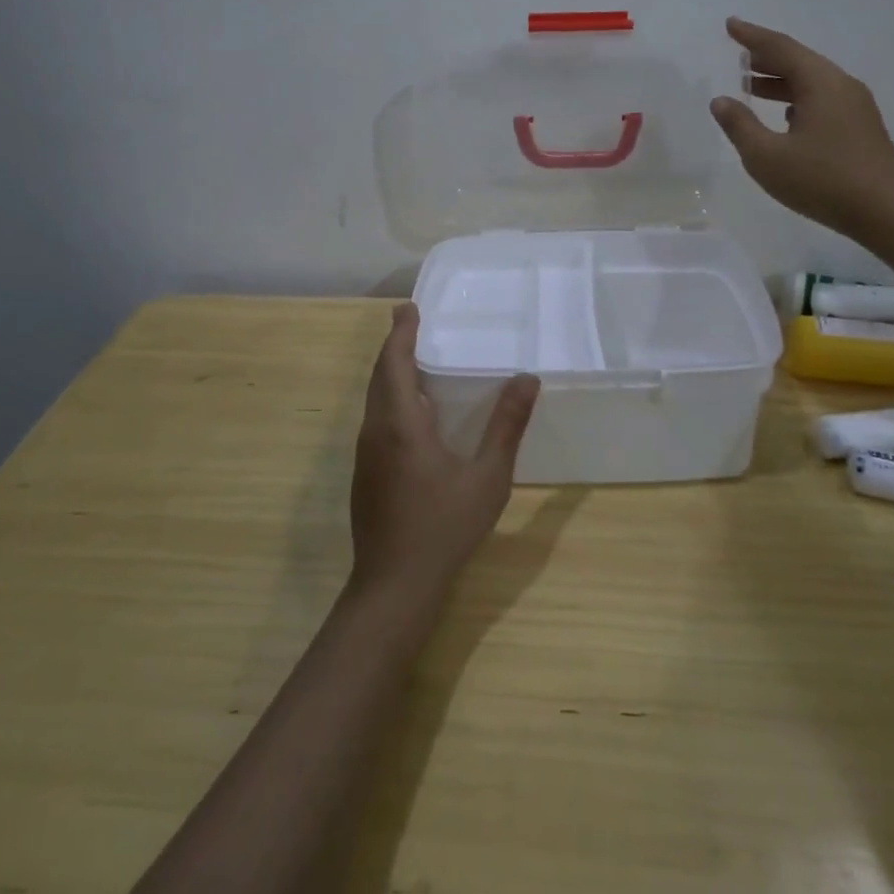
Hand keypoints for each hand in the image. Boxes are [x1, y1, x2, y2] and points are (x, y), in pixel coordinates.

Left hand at [350, 305, 539, 604]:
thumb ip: (506, 426)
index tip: (407, 307)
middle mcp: (376, 431)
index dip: (400, 333)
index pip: (394, 363)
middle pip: (379, 376)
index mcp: (401, 423)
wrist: (393, 586)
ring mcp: (366, 455)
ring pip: (374, 400)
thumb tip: (527, 380)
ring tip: (416, 360)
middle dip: (394, 347)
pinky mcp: (365, 475)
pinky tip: (415, 414)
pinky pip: (376, 421)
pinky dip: (391, 400)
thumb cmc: (443, 526)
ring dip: (390, 374)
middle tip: (411, 323)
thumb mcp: (486, 477)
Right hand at [710, 17, 893, 232]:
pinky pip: (822, 98)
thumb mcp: (767, 156)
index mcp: (820, 83)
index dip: (752, 36)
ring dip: (780, 80)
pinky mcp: (860, 127)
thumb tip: (721, 101)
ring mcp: (855, 106)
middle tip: (737, 54)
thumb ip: (740, 126)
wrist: (887, 212)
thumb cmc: (822, 181)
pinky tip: (784, 114)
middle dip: (765, 57)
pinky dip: (796, 97)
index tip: (730, 25)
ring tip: (751, 85)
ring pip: (811, 81)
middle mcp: (841, 86)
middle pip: (798, 61)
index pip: (780, 48)